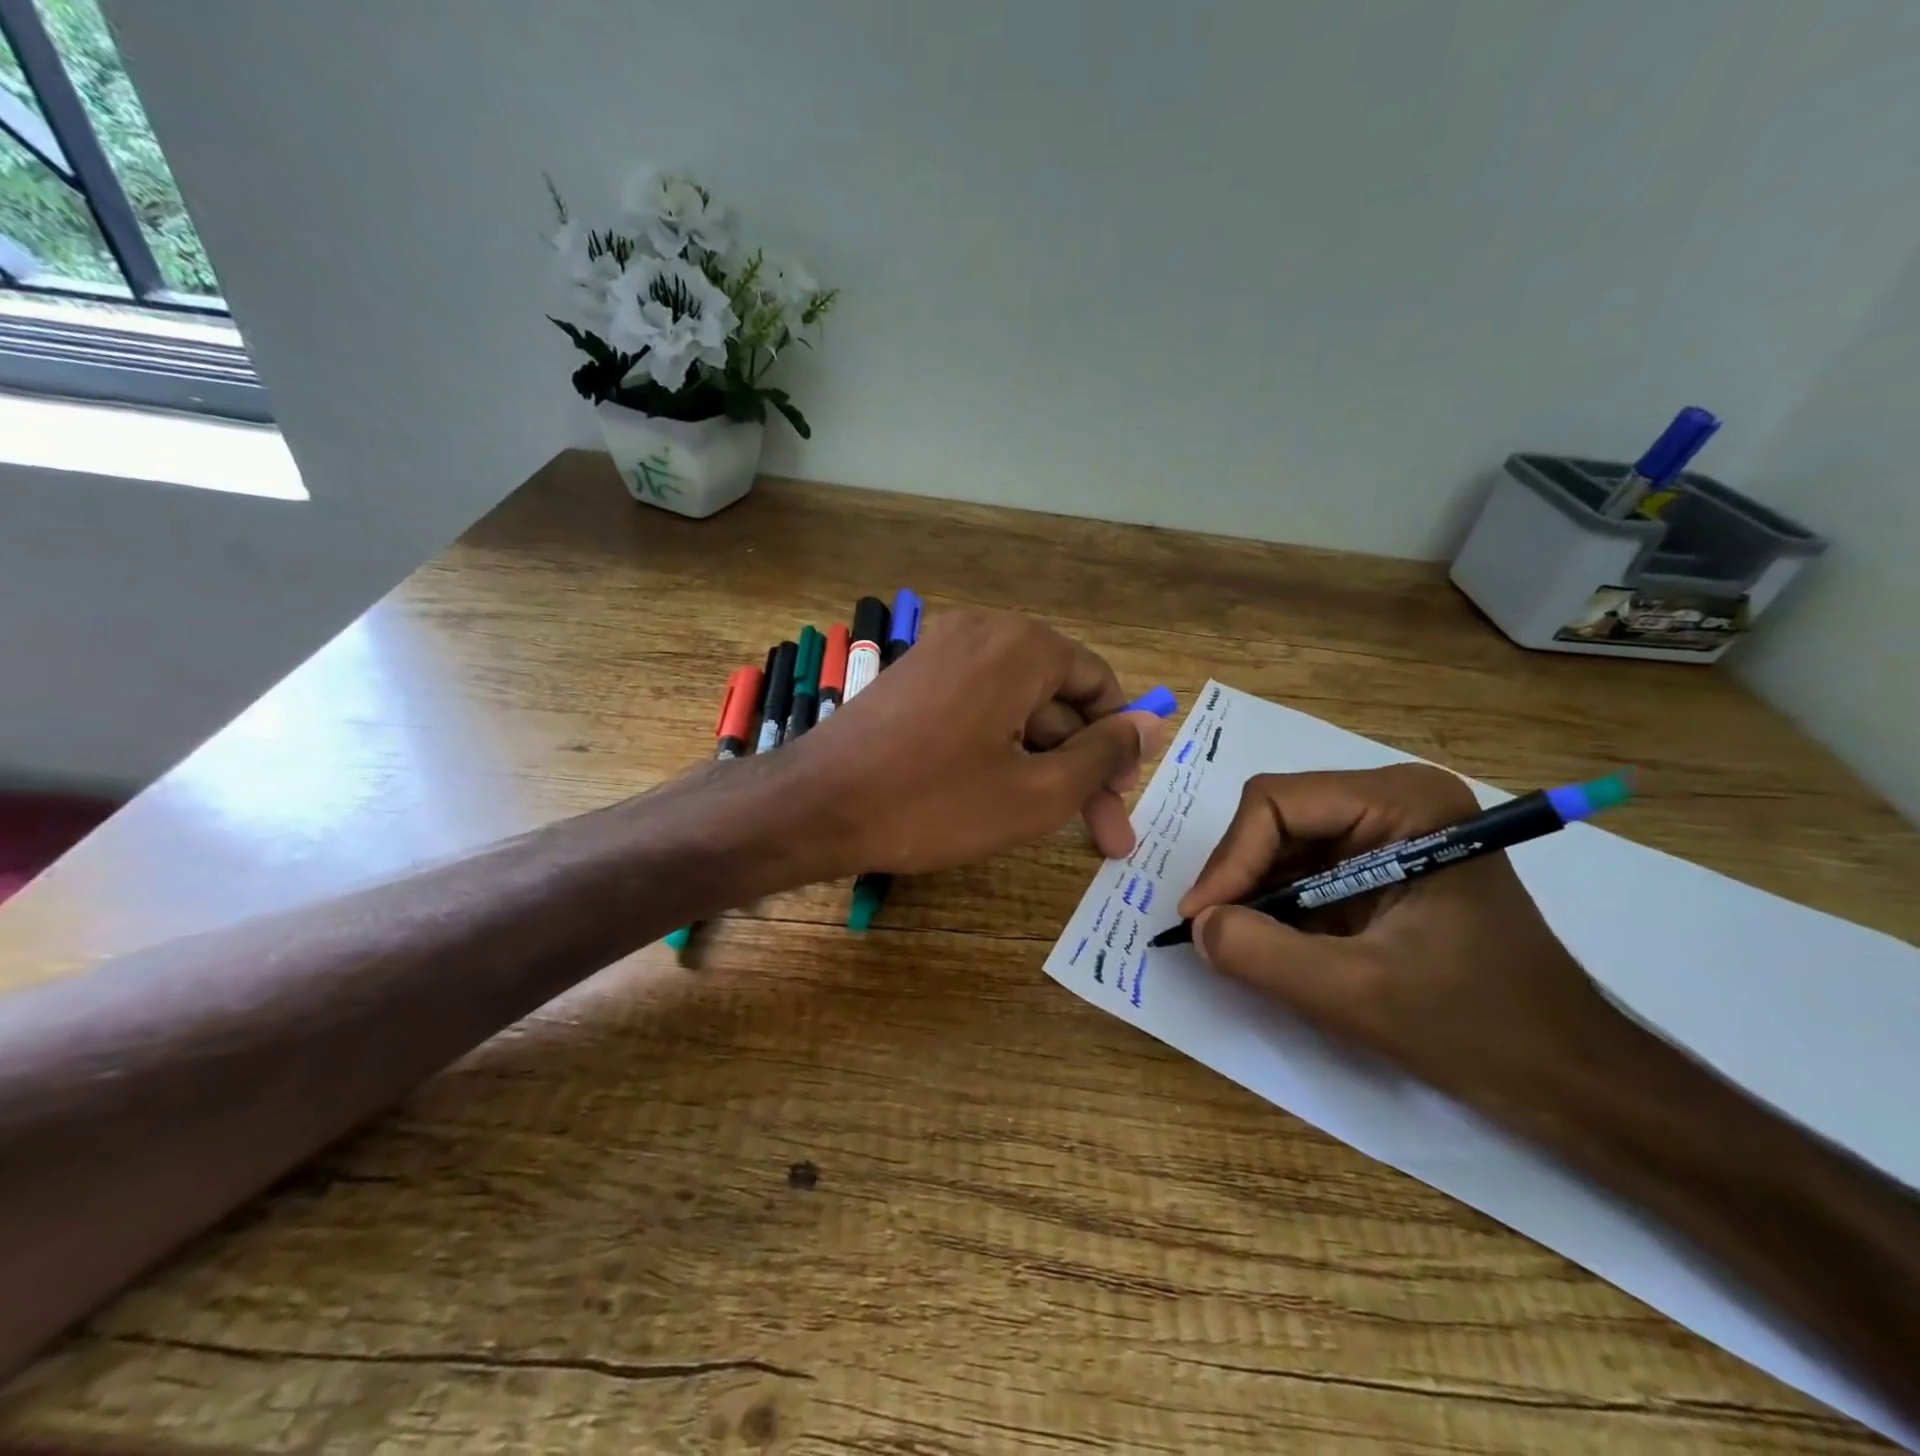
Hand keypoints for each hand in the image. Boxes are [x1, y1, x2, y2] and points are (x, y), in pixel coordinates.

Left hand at [788, 609, 1172, 875]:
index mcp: (1021, 646)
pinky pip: (978, 708)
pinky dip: (999, 749)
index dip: (1118, 745)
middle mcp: (983, 632)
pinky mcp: (914, 679)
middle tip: (1101, 836)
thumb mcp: (1035, 792)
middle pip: (1056, 700)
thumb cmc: (932, 803)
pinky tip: (999, 797)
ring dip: (1040, 763)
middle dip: (1080, 767)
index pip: (1098, 685)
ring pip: (1017, 709)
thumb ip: (1102, 756)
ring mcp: (942, 652)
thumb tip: (1152, 724)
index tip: (1119, 800)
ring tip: (1046, 824)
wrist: (815, 806)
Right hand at [1178, 764, 1620, 1110]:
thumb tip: (1197, 926)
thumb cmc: (1480, 1027)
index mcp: (1405, 802)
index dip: (1230, 860)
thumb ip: (1262, 954)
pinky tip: (1272, 944)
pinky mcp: (1382, 865)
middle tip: (1212, 933)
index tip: (1201, 920)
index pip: (1277, 803)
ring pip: (1283, 844)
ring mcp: (1390, 831)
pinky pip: (1304, 870)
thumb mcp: (1357, 993)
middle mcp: (1395, 799)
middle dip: (1240, 876)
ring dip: (1255, 894)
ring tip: (1239, 943)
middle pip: (1277, 818)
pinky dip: (1277, 907)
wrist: (1569, 1078)